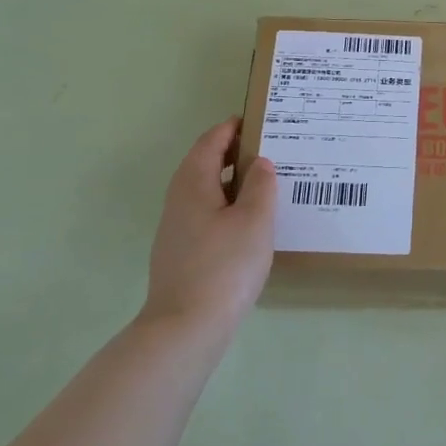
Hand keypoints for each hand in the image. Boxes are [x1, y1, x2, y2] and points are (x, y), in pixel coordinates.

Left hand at [143, 118, 275, 334]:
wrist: (186, 326)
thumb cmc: (224, 266)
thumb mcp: (254, 220)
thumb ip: (260, 186)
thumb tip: (259, 163)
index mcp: (193, 184)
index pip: (210, 142)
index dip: (231, 128)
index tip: (255, 119)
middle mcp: (179, 200)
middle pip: (203, 164)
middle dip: (232, 152)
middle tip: (268, 148)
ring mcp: (176, 229)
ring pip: (205, 191)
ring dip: (231, 180)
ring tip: (265, 182)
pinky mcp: (182, 252)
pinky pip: (206, 214)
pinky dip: (227, 205)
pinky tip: (249, 221)